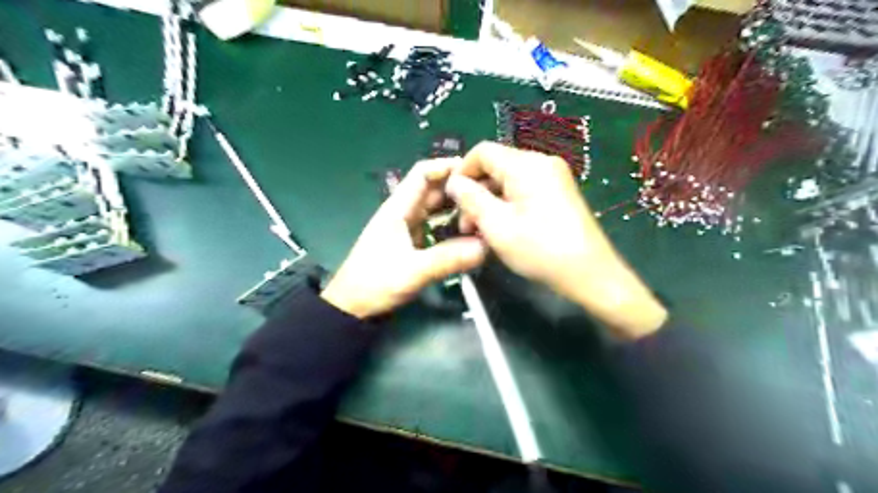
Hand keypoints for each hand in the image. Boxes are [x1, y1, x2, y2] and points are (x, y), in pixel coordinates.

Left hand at [321, 157, 486, 319]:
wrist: (351, 307)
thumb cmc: (375, 283)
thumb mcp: (413, 271)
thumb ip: (448, 258)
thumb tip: (485, 246)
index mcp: (398, 209)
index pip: (422, 174)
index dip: (446, 167)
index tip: (475, 171)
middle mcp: (403, 213)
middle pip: (433, 190)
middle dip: (458, 189)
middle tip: (488, 195)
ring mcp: (406, 228)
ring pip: (435, 209)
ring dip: (456, 208)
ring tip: (483, 212)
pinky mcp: (410, 243)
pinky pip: (434, 227)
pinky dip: (450, 226)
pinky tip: (467, 234)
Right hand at [446, 140, 665, 337]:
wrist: (590, 274)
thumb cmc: (539, 249)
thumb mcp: (496, 224)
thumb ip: (470, 198)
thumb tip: (454, 181)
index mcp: (526, 164)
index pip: (483, 151)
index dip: (462, 171)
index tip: (450, 198)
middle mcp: (541, 163)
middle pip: (496, 166)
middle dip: (475, 192)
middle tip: (464, 225)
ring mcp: (553, 178)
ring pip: (508, 181)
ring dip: (490, 202)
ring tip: (480, 231)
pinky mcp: (558, 193)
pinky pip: (524, 191)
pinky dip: (507, 205)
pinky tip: (501, 229)